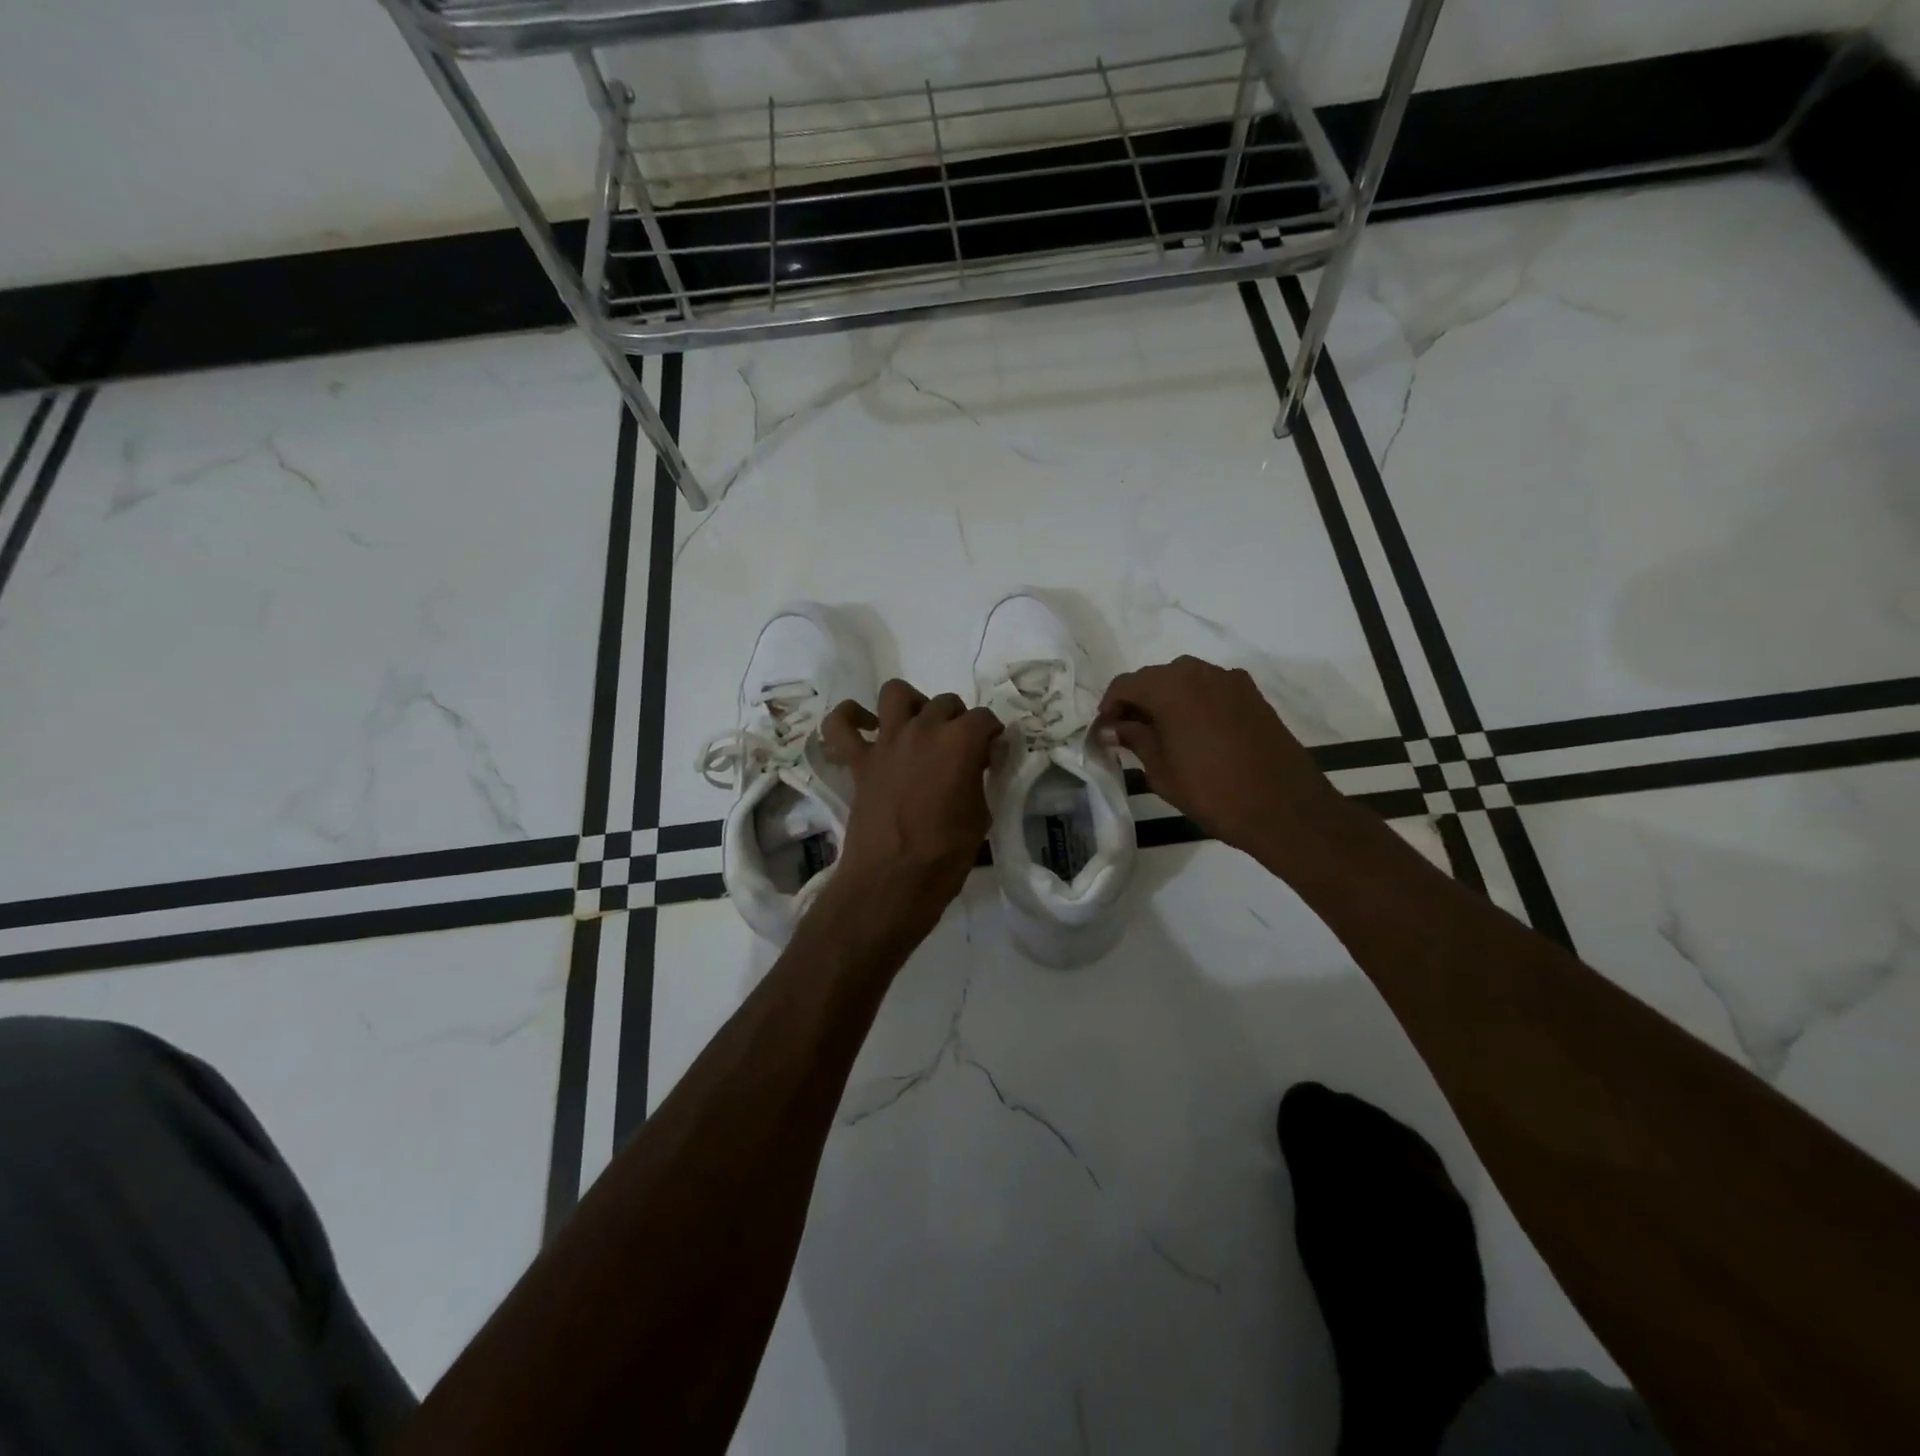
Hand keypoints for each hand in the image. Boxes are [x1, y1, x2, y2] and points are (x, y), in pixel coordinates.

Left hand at [818, 680, 1003, 950]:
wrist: (892, 881)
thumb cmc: (946, 855)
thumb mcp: (981, 816)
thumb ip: (979, 780)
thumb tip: (977, 764)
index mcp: (960, 741)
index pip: (985, 718)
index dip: (992, 735)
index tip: (992, 755)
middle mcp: (923, 729)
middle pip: (946, 703)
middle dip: (958, 720)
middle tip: (960, 749)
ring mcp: (886, 741)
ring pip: (896, 693)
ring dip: (912, 704)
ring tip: (919, 726)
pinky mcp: (858, 760)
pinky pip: (841, 725)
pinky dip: (849, 718)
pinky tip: (866, 726)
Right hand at [1098, 656, 1349, 865]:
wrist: (1285, 808)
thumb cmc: (1213, 792)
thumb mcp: (1161, 770)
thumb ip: (1135, 739)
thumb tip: (1113, 726)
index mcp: (1172, 686)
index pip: (1126, 684)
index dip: (1109, 706)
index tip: (1104, 731)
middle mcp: (1200, 672)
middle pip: (1156, 678)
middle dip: (1138, 701)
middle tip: (1129, 734)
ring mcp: (1231, 681)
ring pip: (1185, 681)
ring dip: (1167, 701)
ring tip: (1161, 735)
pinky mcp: (1253, 695)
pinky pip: (1211, 690)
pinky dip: (1194, 704)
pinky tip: (1194, 734)